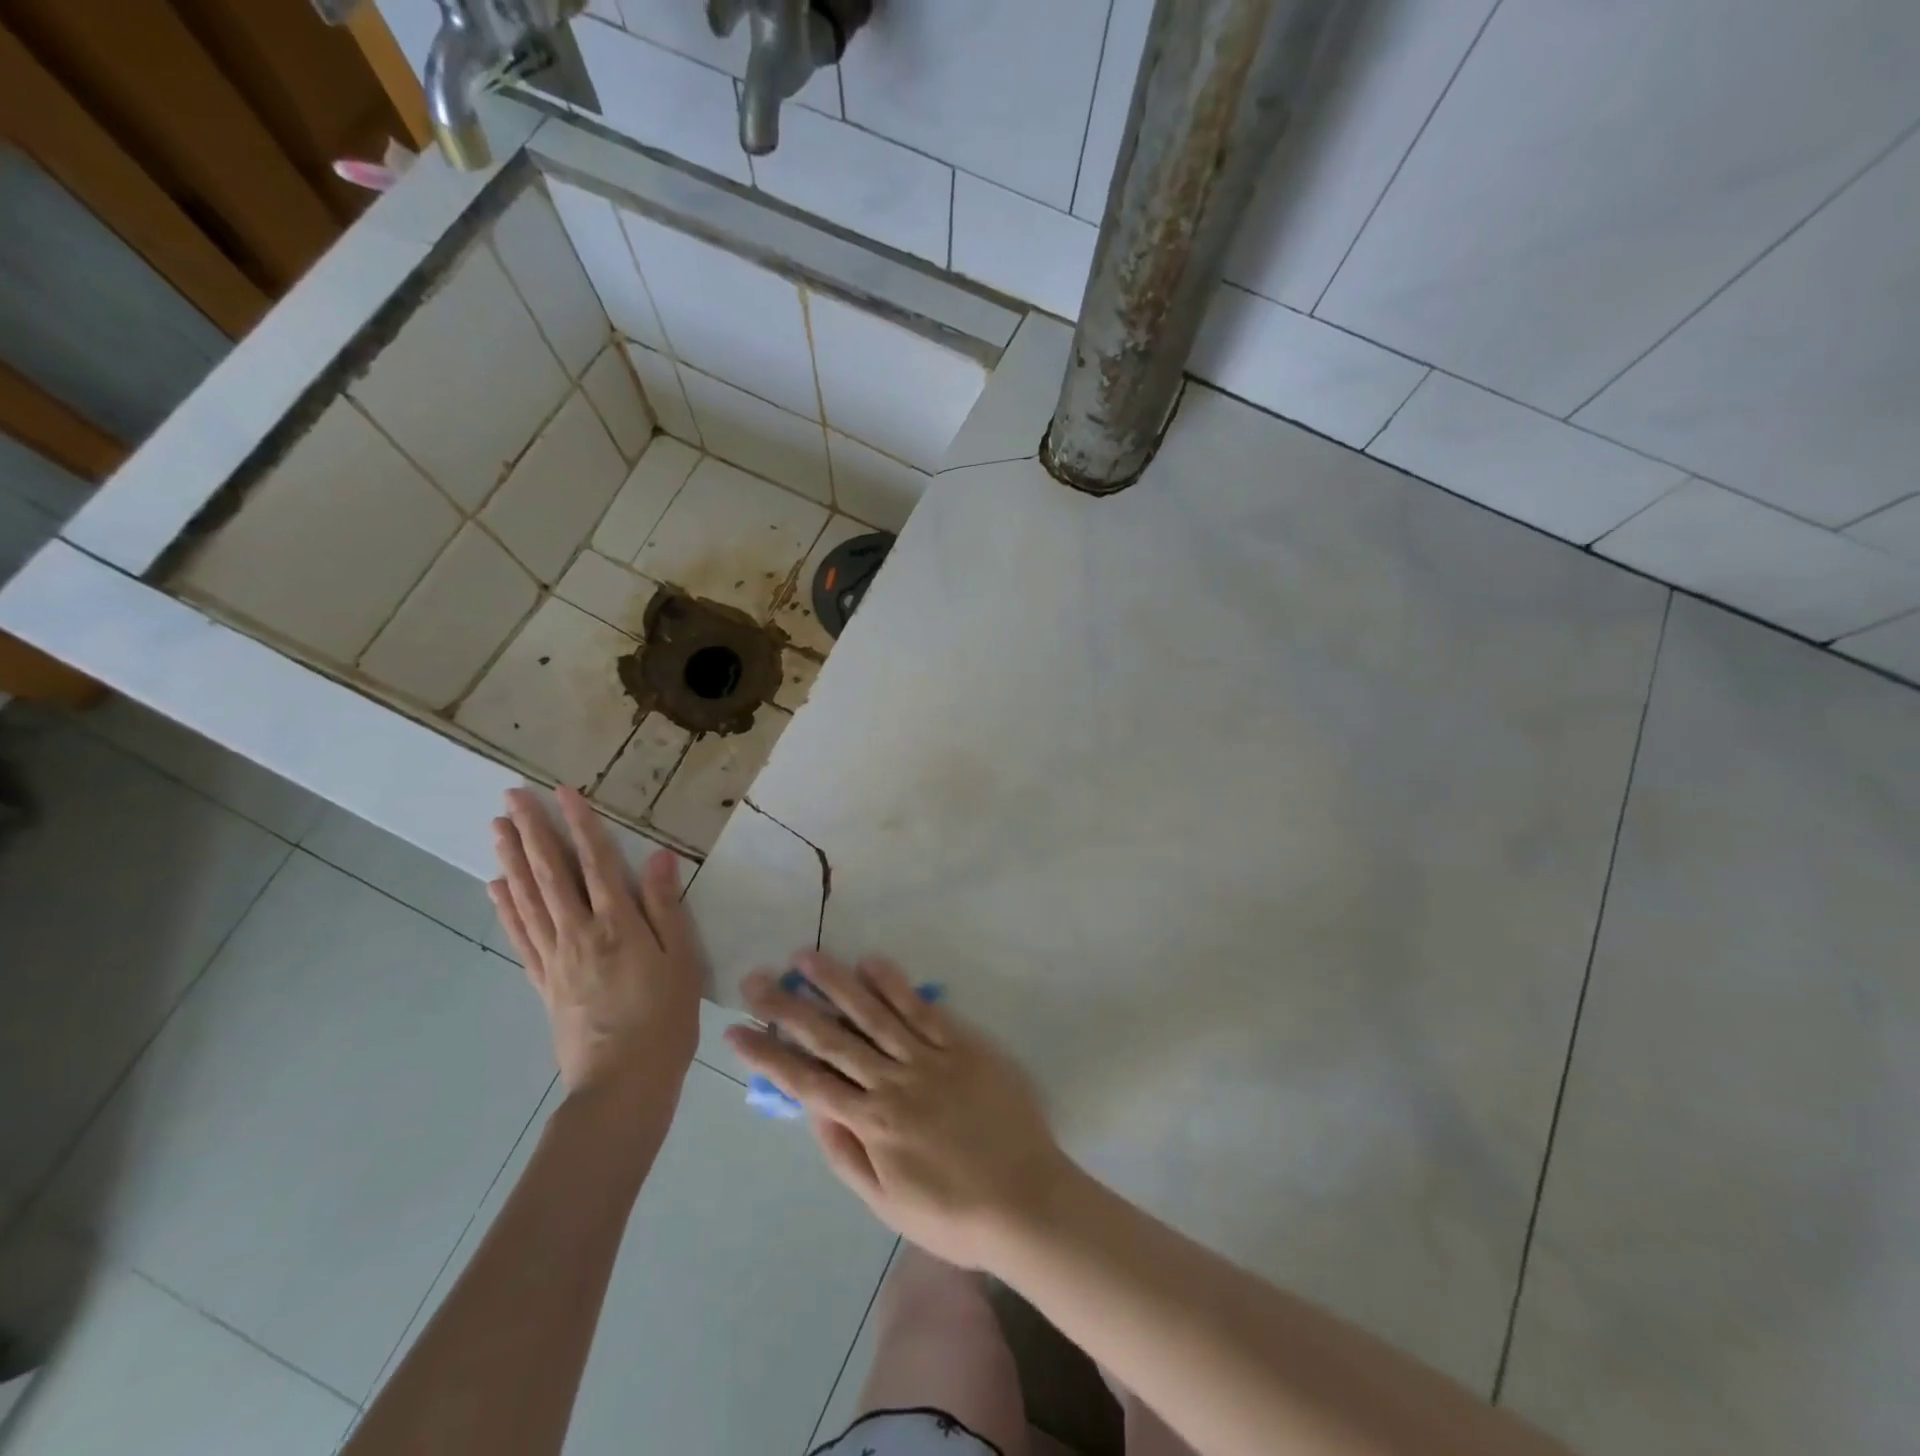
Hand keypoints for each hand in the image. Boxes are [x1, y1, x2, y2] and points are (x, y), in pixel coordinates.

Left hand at [490, 787, 703, 1097]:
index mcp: (618, 926)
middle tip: (512, 797)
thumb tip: (660, 858)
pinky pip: (521, 936)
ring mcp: (555, 958)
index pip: (597, 864)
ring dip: (512, 860)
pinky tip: (495, 888)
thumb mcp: (682, 961)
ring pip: (528, 899)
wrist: (622, 1084)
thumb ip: (667, 908)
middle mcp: (579, 934)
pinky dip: (506, 908)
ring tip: (497, 828)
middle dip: (533, 832)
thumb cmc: (665, 1019)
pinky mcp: (543, 982)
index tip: (564, 793)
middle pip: (551, 874)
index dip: (581, 826)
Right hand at [726, 952, 1071, 1269]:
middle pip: (832, 1038)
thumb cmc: (952, 1214)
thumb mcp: (886, 1204)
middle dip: (789, 1008)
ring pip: (873, 1013)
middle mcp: (892, 1082)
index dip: (769, 1056)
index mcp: (871, 1123)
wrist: (1025, 1201)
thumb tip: (812, 1110)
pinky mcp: (962, 1044)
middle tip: (757, 980)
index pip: (807, 1082)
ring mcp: (929, 1058)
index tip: (738, 1031)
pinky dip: (895, 985)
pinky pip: (923, 1010)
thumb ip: (846, 1154)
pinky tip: (872, 963)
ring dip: (836, 983)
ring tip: (806, 958)